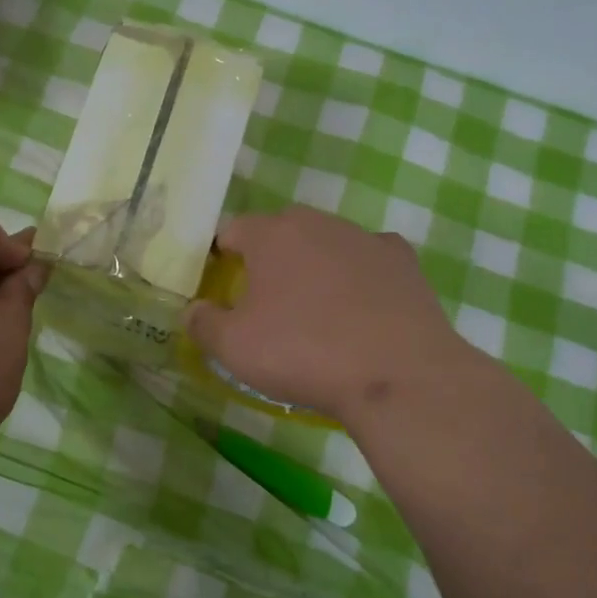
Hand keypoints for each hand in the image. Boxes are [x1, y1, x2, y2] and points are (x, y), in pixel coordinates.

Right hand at [184, 206, 481, 427]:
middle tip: (266, 302)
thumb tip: (193, 311)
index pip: (233, 230)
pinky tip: (362, 307)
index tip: (221, 287)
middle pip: (282, 232)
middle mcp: (318, 223)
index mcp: (272, 234)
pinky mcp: (403, 262)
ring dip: (315, 266)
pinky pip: (369, 259)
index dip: (221, 257)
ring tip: (317, 311)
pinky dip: (360, 276)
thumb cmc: (303, 352)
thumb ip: (203, 323)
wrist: (397, 374)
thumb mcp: (234, 348)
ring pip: (326, 243)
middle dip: (269, 258)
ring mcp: (365, 238)